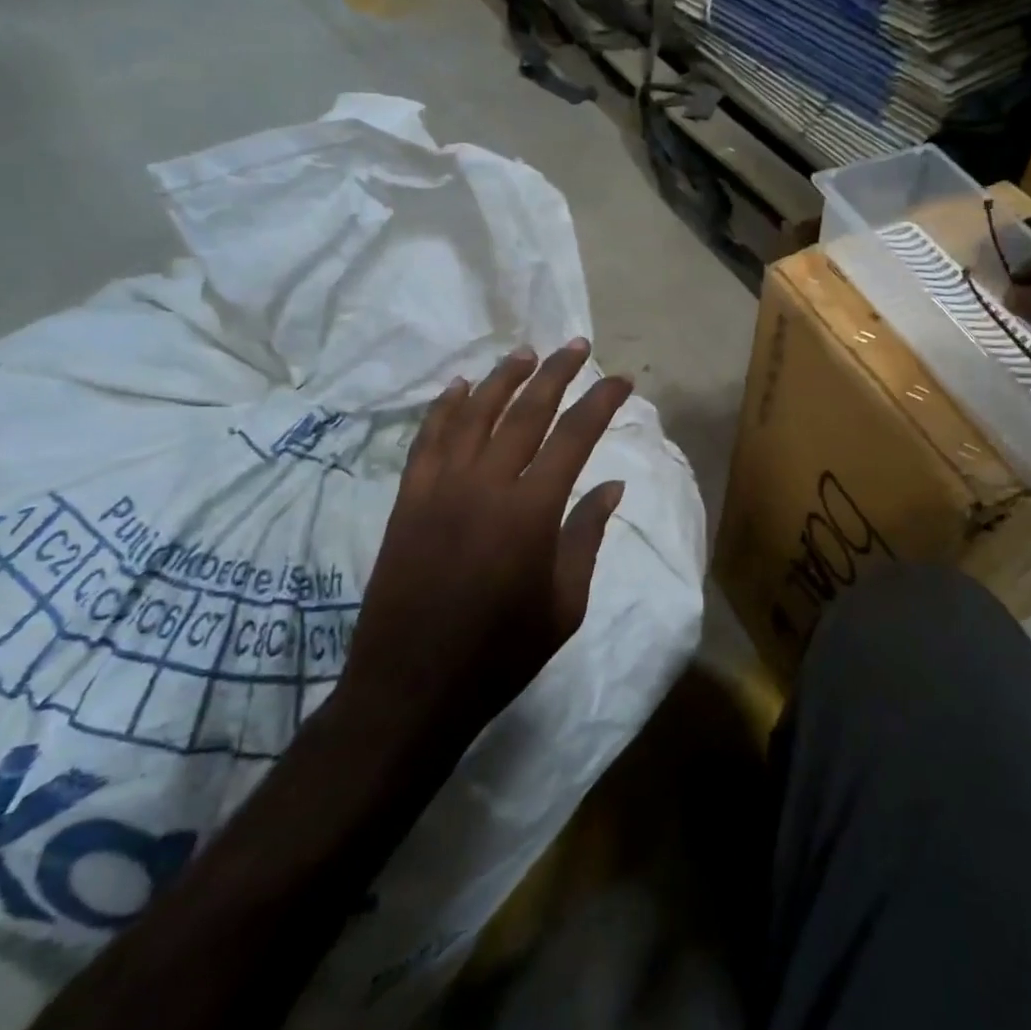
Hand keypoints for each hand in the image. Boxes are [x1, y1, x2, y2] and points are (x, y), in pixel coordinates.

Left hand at [328, 339, 631, 768]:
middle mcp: (486, 484)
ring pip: (475, 414)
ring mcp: (441, 487)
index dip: (601, 402)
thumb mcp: (564, 603)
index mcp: (531, 511)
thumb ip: (586, 535)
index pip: (574, 437)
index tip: (621, 380)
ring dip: (503, 379)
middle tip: (577, 346)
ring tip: (525, 354)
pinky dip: (446, 408)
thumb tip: (611, 485)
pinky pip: (429, 439)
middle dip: (556, 373)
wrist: (413, 684)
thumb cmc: (501, 651)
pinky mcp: (409, 499)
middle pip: (526, 412)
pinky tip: (460, 388)